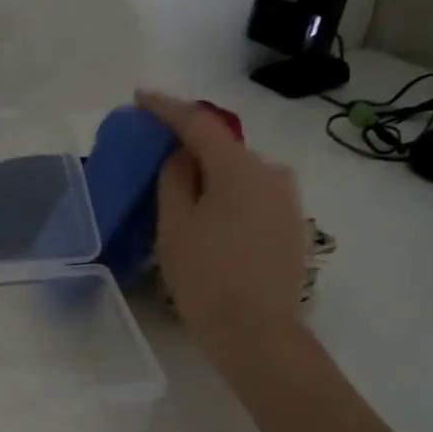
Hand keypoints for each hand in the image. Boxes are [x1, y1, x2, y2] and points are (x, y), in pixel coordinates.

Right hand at [136, 91, 308, 352]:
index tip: (140, 97)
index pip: (197, 123)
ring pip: (238, 173)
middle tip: (155, 153)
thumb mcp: (174, 223)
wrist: (258, 334)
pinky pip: (252, 195)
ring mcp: (287, 200)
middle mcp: (271, 172)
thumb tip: (182, 156)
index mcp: (239, 167)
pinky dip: (226, 195)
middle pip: (222, 147)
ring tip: (180, 192)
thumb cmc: (206, 275)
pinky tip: (209, 218)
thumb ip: (174, 177)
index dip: (166, 107)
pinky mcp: (292, 225)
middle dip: (188, 146)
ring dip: (209, 174)